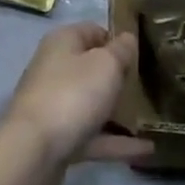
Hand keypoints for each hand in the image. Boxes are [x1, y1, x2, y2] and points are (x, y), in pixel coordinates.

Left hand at [0, 24, 152, 184]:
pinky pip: (92, 135)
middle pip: (93, 68)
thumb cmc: (72, 94)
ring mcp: (55, 105)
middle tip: (148, 84)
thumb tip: (128, 39)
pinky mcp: (58, 138)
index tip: (143, 54)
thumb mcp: (106, 64)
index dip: (118, 40)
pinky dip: (116, 141)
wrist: (32, 153)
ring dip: (119, 111)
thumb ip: (122, 50)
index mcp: (63, 42)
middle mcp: (55, 69)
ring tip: (151, 118)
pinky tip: (146, 149)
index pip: (95, 31)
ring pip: (92, 103)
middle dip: (119, 77)